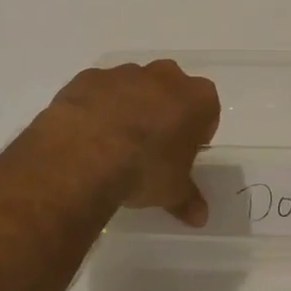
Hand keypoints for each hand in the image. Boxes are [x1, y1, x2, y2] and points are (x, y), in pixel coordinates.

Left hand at [44, 60, 221, 224]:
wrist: (84, 153)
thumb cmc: (144, 169)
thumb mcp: (172, 191)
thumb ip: (188, 200)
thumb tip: (200, 217)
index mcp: (196, 98)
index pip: (206, 110)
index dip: (196, 131)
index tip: (183, 153)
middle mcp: (164, 76)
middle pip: (171, 90)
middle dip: (164, 112)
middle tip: (151, 146)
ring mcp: (124, 72)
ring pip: (133, 86)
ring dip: (129, 107)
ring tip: (115, 144)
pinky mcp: (89, 77)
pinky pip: (99, 90)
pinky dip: (97, 106)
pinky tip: (88, 134)